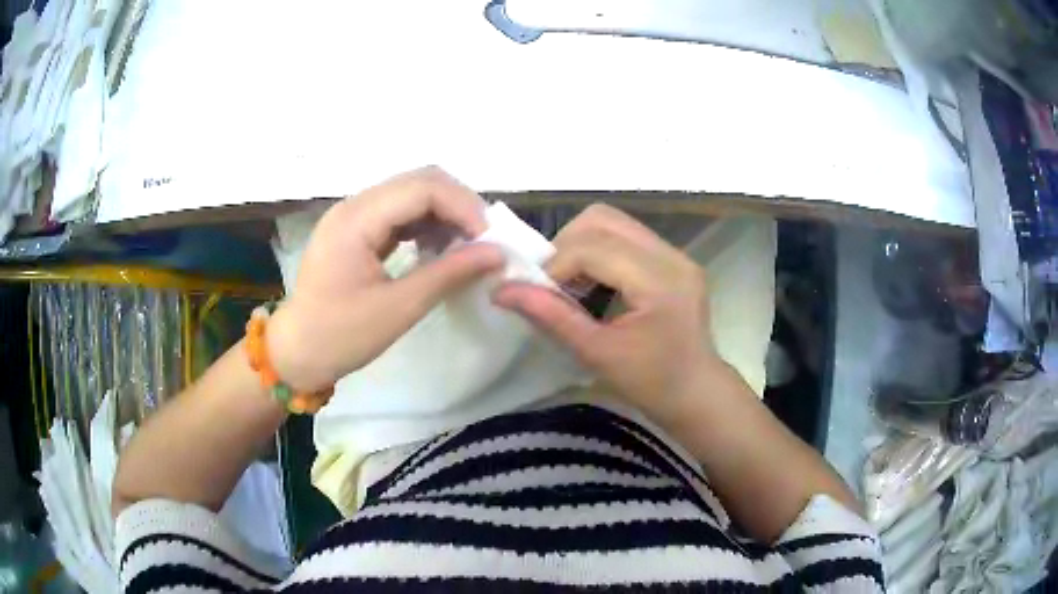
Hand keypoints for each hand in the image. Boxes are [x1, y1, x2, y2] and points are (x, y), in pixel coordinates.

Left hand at [268, 167, 503, 391]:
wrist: (296, 352)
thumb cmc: (340, 336)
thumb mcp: (398, 309)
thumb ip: (448, 274)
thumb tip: (497, 254)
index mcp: (356, 219)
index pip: (422, 188)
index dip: (464, 207)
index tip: (491, 241)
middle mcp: (354, 205)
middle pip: (419, 181)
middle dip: (459, 206)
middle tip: (484, 242)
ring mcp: (353, 214)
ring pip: (412, 193)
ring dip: (445, 214)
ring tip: (465, 247)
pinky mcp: (356, 228)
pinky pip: (399, 212)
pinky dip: (426, 225)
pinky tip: (439, 249)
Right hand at [494, 204, 724, 423]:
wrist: (697, 393)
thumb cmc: (651, 384)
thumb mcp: (597, 353)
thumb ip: (550, 316)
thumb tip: (501, 290)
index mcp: (660, 280)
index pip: (593, 247)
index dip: (555, 266)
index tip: (535, 293)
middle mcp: (671, 255)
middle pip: (603, 219)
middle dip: (566, 246)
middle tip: (553, 284)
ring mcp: (676, 254)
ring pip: (614, 223)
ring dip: (581, 245)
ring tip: (572, 284)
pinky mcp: (674, 259)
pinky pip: (627, 237)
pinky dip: (600, 251)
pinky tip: (595, 284)